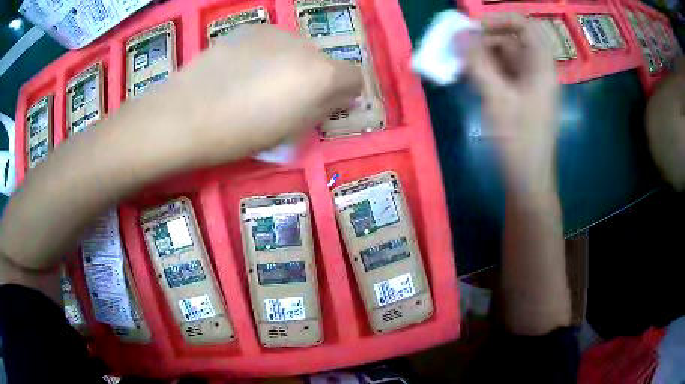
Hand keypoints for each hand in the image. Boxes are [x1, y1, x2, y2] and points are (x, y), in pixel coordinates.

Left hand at [125, 24, 362, 166]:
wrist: (186, 115)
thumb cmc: (240, 135)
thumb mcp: (291, 131)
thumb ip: (323, 110)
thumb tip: (340, 97)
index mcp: (321, 75)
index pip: (355, 76)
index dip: (346, 92)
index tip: (329, 105)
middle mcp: (306, 46)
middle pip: (324, 61)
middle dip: (315, 78)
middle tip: (286, 99)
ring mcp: (276, 32)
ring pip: (297, 49)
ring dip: (290, 64)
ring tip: (258, 84)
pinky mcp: (250, 28)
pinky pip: (272, 42)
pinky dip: (268, 54)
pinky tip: (241, 71)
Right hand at [468, 15, 558, 191]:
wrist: (528, 180)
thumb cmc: (518, 139)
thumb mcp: (496, 97)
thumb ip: (478, 62)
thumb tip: (459, 34)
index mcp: (541, 66)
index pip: (525, 26)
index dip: (499, 21)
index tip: (474, 28)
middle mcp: (537, 71)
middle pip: (512, 41)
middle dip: (484, 41)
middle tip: (458, 49)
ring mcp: (530, 86)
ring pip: (505, 59)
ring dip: (481, 58)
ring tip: (458, 66)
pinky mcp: (522, 99)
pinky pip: (503, 75)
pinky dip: (486, 73)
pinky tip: (469, 79)